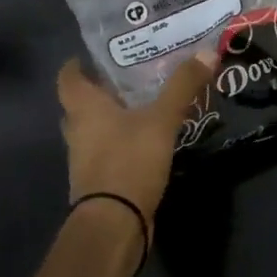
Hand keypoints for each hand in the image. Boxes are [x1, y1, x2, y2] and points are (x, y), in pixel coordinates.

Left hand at [57, 50, 219, 222]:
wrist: (115, 225)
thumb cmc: (129, 161)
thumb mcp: (162, 119)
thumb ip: (183, 85)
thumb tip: (207, 51)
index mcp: (85, 109)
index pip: (68, 78)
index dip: (78, 63)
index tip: (96, 53)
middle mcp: (79, 131)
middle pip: (81, 103)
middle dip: (101, 89)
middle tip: (129, 73)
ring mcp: (86, 159)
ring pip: (95, 128)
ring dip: (113, 116)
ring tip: (145, 100)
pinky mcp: (100, 180)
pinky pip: (108, 149)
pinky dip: (123, 139)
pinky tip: (148, 135)